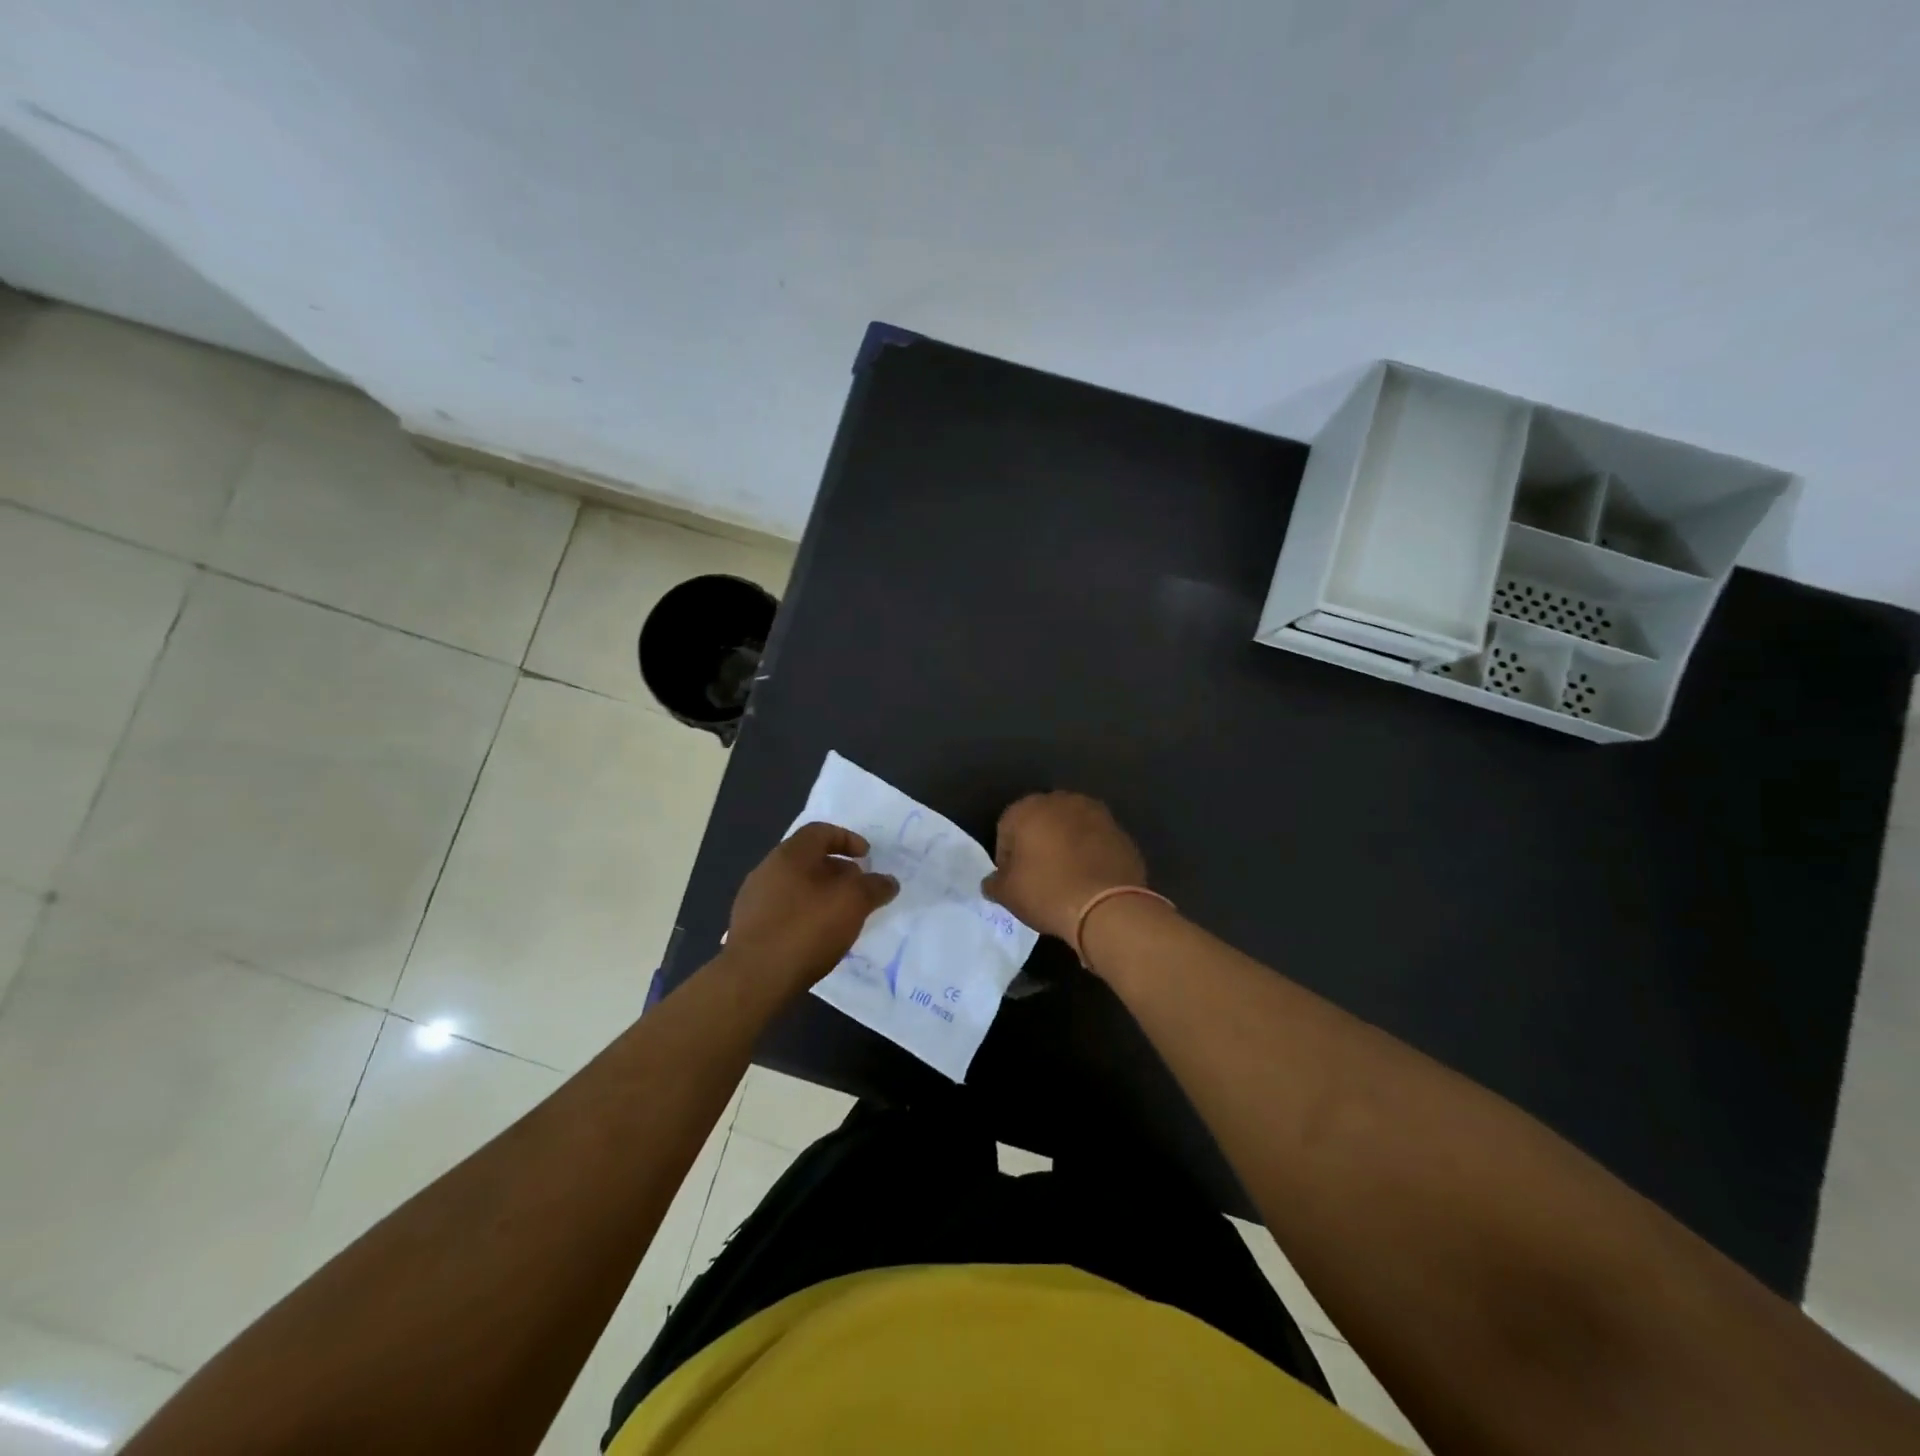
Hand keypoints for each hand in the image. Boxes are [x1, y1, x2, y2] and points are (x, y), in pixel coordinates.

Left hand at [725, 822, 897, 994]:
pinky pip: (784, 910)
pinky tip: (818, 936)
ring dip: (821, 894)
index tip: (867, 857)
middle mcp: (767, 869)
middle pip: (808, 859)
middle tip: (859, 888)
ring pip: (796, 886)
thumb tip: (888, 881)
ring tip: (842, 915)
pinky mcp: (749, 928)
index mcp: (790, 854)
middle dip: (837, 870)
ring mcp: (753, 899)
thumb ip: (874, 887)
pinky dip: (805, 914)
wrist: (754, 979)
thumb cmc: (806, 929)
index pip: (820, 831)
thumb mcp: (853, 903)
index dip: (847, 839)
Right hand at [981, 792, 1147, 942]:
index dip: (1007, 858)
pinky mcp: (1121, 831)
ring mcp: (1096, 813)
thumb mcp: (1008, 894)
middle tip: (1038, 877)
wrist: (1107, 907)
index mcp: (1028, 808)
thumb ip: (994, 882)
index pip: (1006, 829)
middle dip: (1037, 845)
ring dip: (1066, 846)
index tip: (1014, 881)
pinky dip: (1091, 855)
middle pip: (1041, 823)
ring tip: (1067, 879)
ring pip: (1071, 829)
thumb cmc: (1047, 892)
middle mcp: (1062, 801)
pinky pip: (1096, 842)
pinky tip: (1090, 880)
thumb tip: (993, 881)